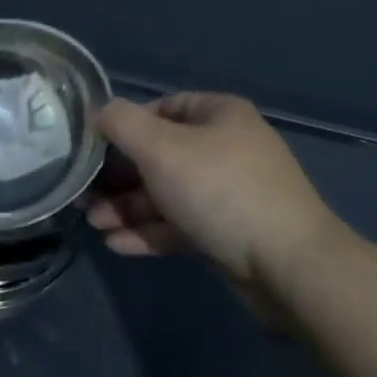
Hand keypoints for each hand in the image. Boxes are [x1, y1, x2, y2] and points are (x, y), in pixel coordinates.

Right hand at [87, 92, 346, 306]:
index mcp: (218, 115)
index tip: (95, 148)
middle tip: (85, 195)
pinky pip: (182, 225)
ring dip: (130, 207)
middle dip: (121, 176)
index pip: (163, 108)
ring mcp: (231, 194)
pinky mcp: (231, 235)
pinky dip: (151, 232)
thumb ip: (122, 124)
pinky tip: (117, 245)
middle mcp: (226, 148)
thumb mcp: (160, 147)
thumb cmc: (219, 190)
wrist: (290, 268)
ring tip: (93, 223)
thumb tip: (100, 113)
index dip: (126, 125)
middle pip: (162, 155)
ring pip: (169, 193)